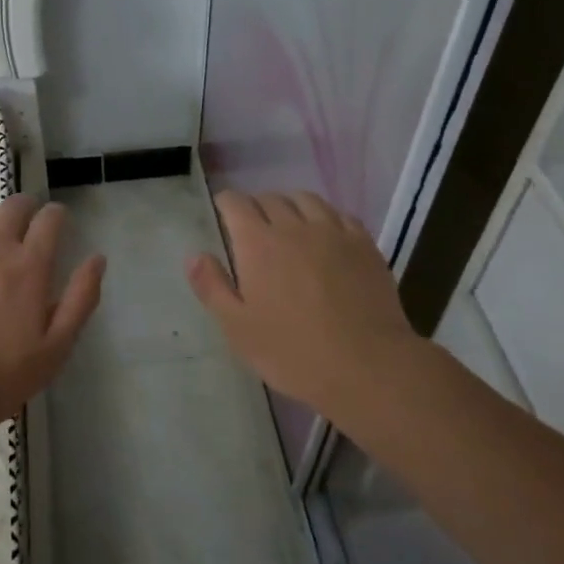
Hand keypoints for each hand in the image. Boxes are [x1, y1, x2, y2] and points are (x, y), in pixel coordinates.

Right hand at [186, 190, 414, 416]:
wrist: (368, 366)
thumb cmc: (293, 352)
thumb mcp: (238, 328)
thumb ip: (212, 287)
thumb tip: (194, 255)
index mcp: (258, 243)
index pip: (235, 203)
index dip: (225, 204)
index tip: (222, 215)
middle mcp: (293, 226)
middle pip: (270, 198)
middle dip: (256, 206)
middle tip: (252, 227)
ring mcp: (332, 232)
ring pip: (305, 199)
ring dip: (290, 205)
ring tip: (288, 223)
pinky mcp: (363, 244)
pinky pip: (339, 214)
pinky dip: (324, 216)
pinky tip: (325, 234)